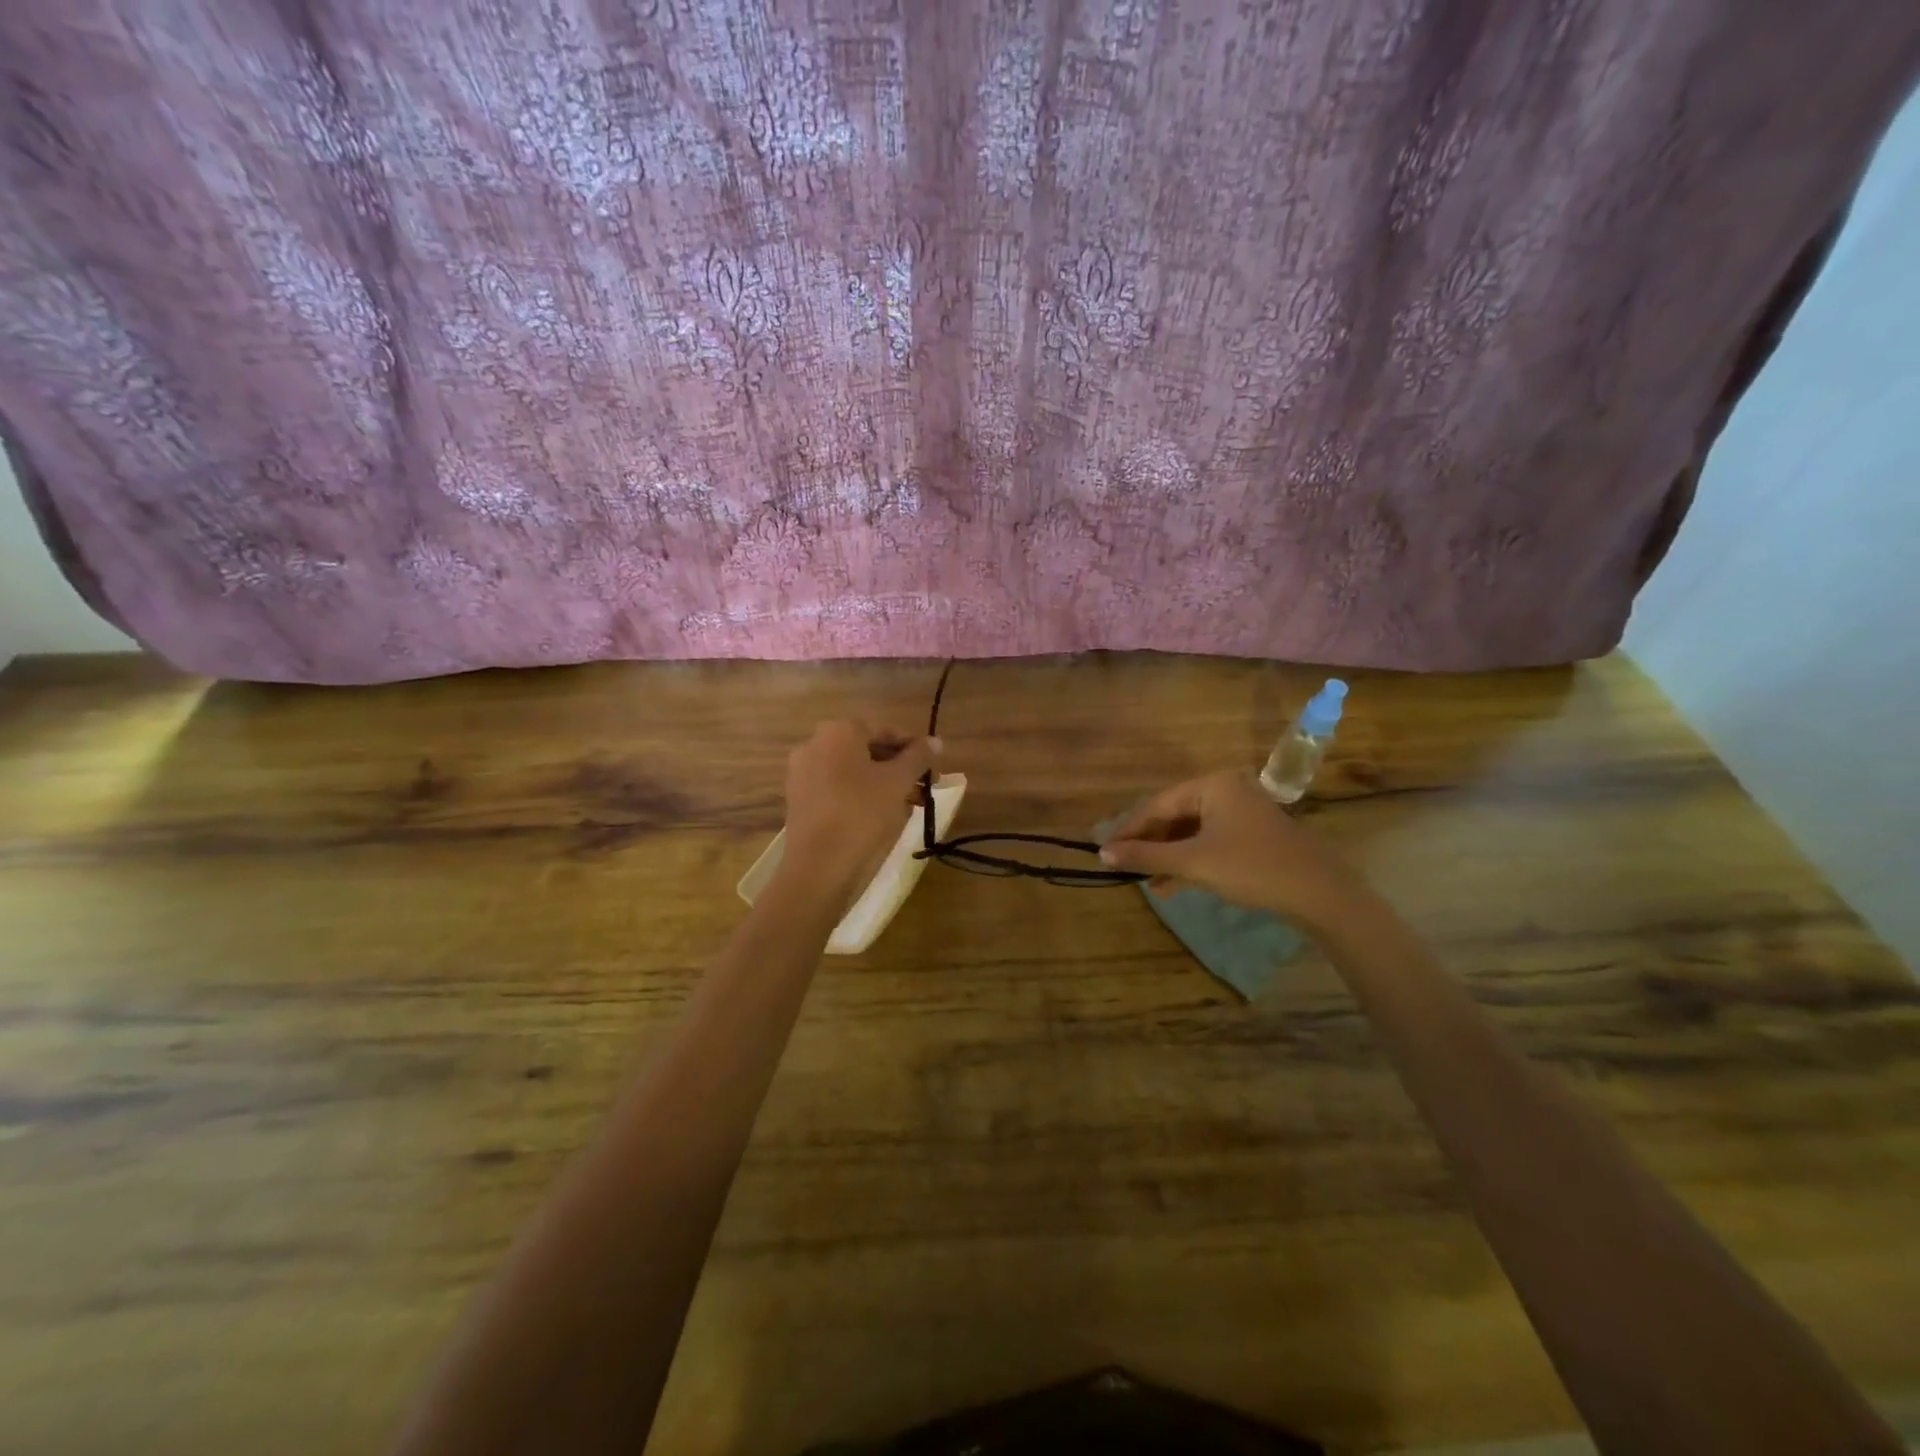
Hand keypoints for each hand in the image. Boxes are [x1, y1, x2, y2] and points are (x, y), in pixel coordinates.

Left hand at [780, 719, 939, 895]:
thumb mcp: (898, 782)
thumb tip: (935, 742)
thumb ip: (918, 757)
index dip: (914, 747)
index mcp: (838, 731)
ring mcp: (802, 772)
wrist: (819, 865)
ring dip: (882, 782)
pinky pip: (836, 788)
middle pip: (867, 749)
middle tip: (923, 786)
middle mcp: (815, 744)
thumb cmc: (862, 813)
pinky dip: (860, 795)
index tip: (933, 766)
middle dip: (898, 767)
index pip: (885, 730)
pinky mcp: (799, 799)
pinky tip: (880, 815)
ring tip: (908, 804)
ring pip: (853, 771)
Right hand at [1099, 770, 1368, 929]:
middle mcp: (1225, 789)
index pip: (1157, 804)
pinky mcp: (1252, 834)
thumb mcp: (1192, 863)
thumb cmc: (1251, 867)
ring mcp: (1241, 811)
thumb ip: (1146, 856)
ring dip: (1168, 856)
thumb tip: (1103, 854)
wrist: (1319, 892)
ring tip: (1146, 882)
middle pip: (1174, 815)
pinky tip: (1172, 885)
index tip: (1105, 852)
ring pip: (1191, 831)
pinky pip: (1209, 841)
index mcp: (1211, 785)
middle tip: (1124, 867)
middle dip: (1149, 844)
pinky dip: (1190, 860)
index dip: (1129, 830)